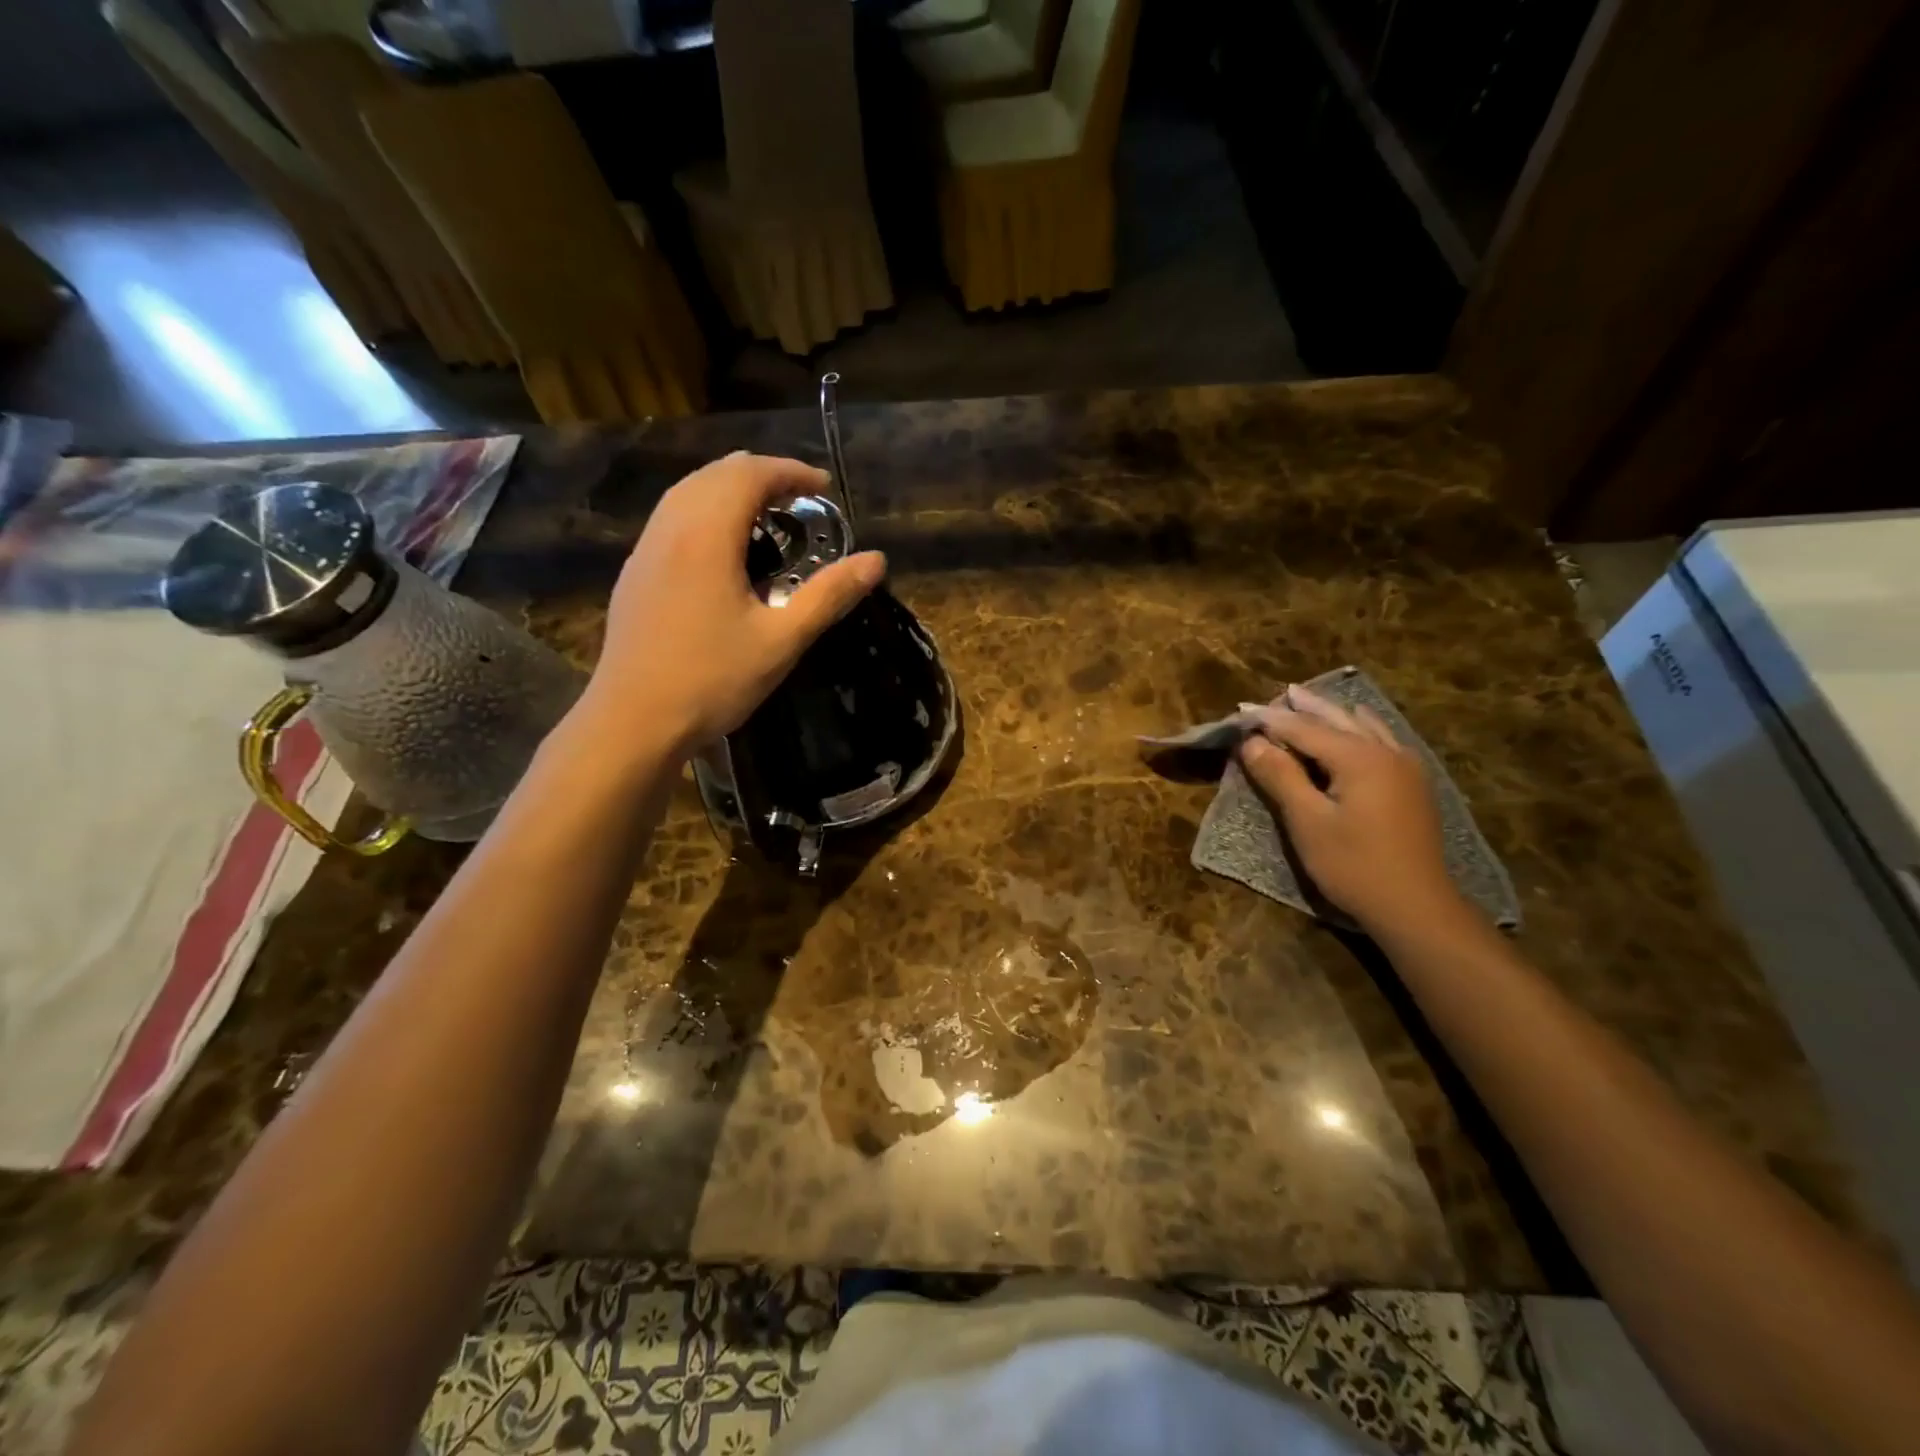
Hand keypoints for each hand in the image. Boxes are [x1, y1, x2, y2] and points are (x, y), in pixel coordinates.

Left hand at [579, 452, 885, 758]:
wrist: (633, 721)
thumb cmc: (712, 681)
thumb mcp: (781, 641)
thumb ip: (828, 596)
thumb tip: (876, 561)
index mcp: (706, 537)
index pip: (748, 475)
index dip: (790, 472)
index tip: (824, 487)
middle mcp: (670, 529)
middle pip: (715, 474)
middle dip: (761, 474)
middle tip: (800, 498)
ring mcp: (645, 550)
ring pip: (687, 492)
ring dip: (729, 489)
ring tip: (766, 516)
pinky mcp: (635, 574)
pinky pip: (672, 518)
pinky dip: (705, 510)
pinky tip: (723, 548)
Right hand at [1237, 685, 1466, 935]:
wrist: (1416, 907)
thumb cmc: (1354, 865)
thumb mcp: (1307, 822)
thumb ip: (1280, 776)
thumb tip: (1252, 743)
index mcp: (1359, 758)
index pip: (1304, 729)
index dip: (1271, 720)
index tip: (1241, 711)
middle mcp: (1386, 752)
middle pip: (1337, 720)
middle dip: (1305, 707)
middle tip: (1280, 692)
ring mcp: (1405, 767)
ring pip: (1364, 726)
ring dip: (1333, 713)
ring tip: (1312, 701)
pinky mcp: (1413, 785)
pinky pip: (1382, 739)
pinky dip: (1361, 727)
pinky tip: (1360, 726)